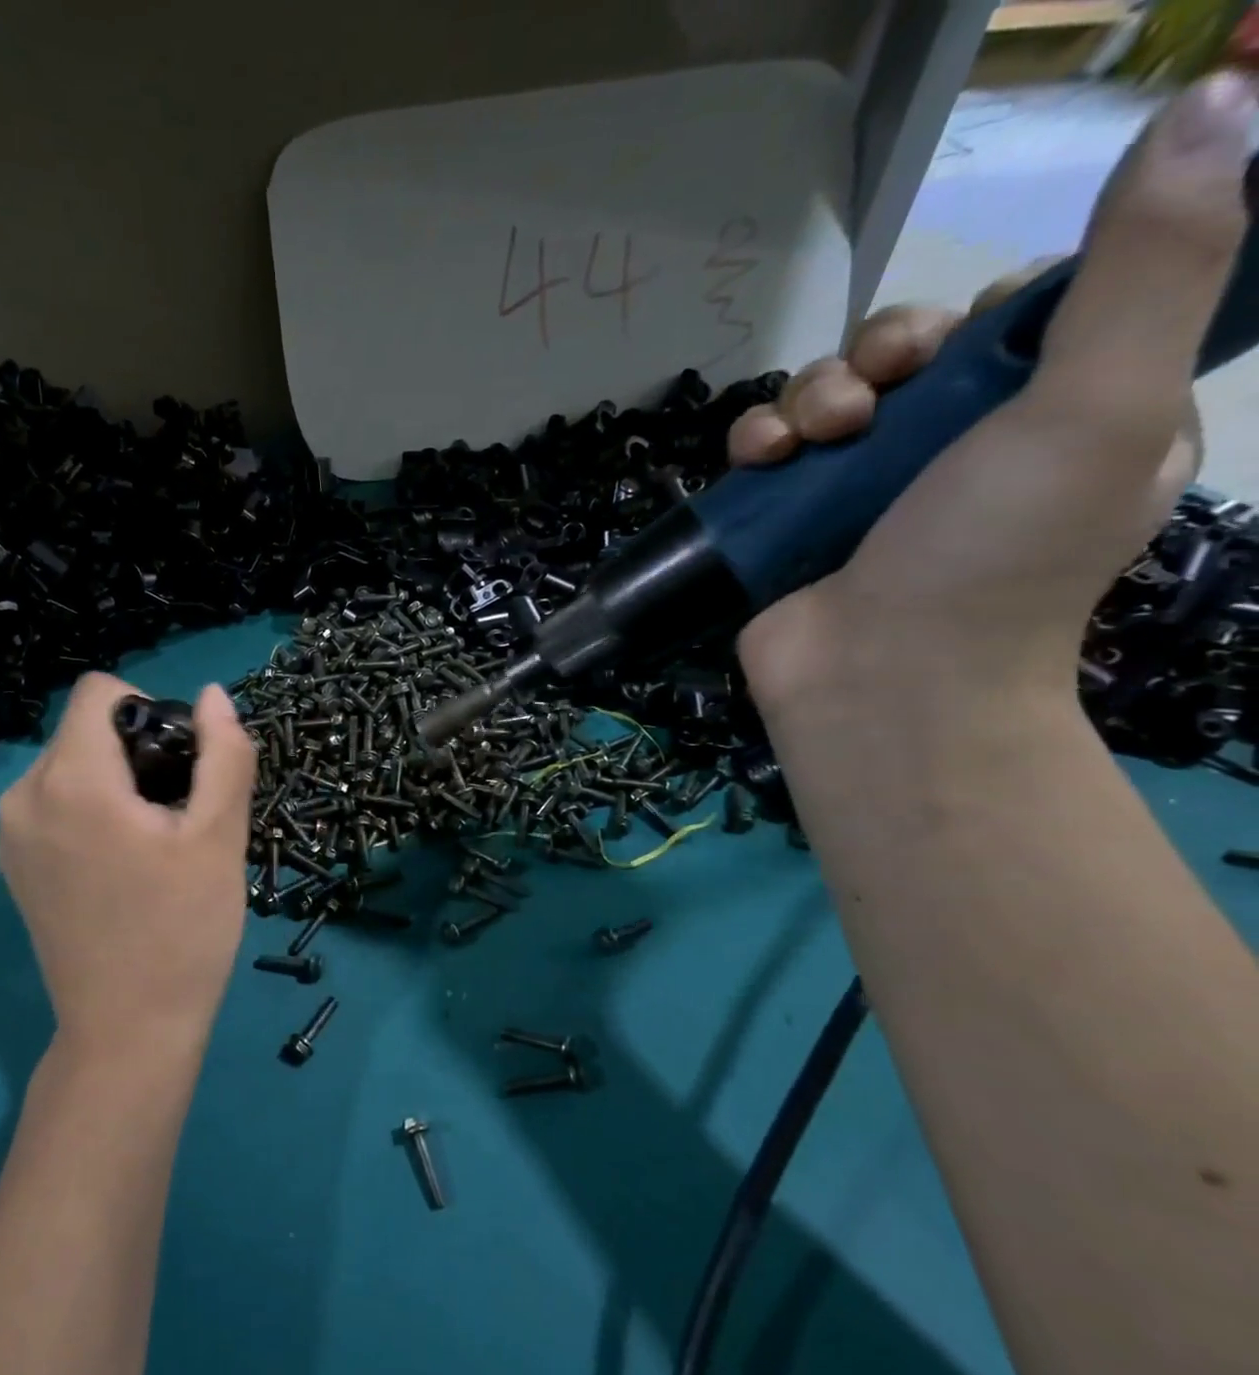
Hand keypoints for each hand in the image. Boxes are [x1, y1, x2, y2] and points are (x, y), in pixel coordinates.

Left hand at [0, 673, 257, 1059]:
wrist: (127, 1033)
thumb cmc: (182, 931)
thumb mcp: (219, 836)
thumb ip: (223, 754)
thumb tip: (212, 695)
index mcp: (71, 779)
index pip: (100, 691)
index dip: (150, 708)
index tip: (181, 764)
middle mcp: (24, 795)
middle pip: (84, 728)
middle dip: (135, 748)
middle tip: (176, 812)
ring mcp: (9, 834)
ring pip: (69, 764)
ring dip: (115, 779)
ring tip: (152, 840)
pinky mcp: (12, 865)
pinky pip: (53, 802)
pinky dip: (90, 808)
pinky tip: (121, 863)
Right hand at [728, 73, 1249, 733]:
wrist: (877, 680)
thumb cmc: (993, 556)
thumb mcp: (1098, 408)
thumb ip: (1149, 267)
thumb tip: (1210, 100)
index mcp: (1065, 415)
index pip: (1024, 318)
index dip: (987, 308)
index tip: (968, 339)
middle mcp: (962, 447)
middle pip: (910, 350)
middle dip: (882, 352)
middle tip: (877, 394)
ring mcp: (866, 487)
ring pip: (829, 392)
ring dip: (811, 394)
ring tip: (812, 439)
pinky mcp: (793, 517)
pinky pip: (769, 447)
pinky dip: (757, 438)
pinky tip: (759, 458)